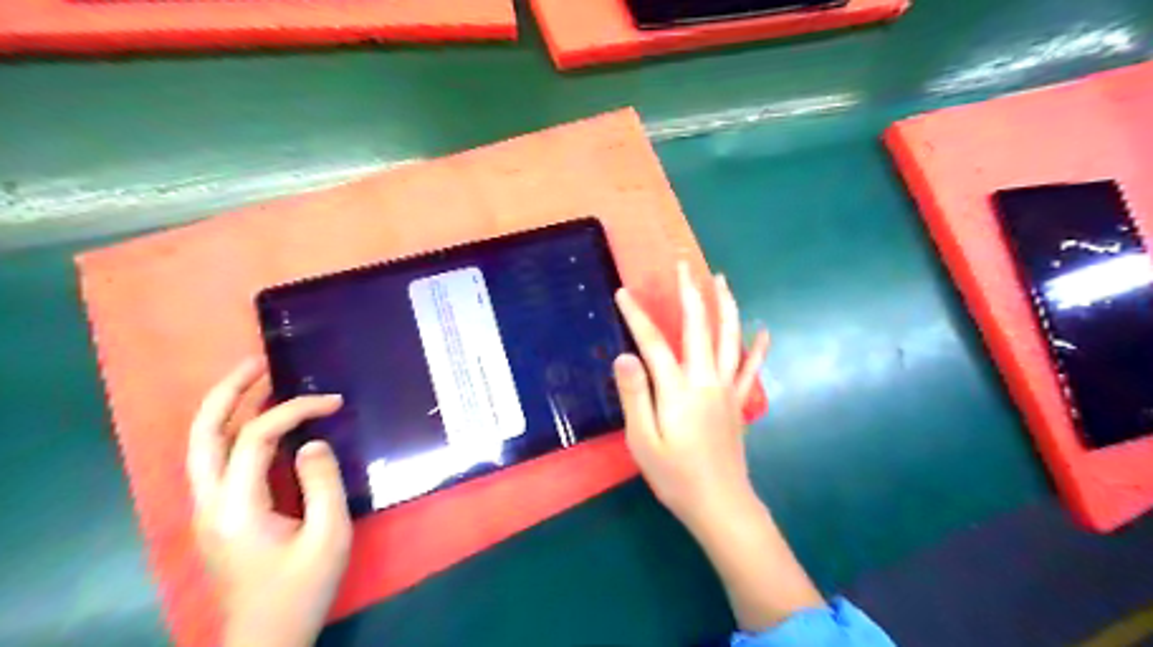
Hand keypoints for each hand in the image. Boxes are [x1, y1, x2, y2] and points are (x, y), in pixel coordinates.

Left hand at [186, 359, 352, 646]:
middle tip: (258, 362)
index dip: (294, 410)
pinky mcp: (217, 514)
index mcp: (235, 507)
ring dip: (226, 407)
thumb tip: (312, 441)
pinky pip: (218, 459)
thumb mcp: (328, 536)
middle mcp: (209, 502)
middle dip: (228, 392)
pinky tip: (258, 420)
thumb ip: (322, 483)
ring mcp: (207, 509)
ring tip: (256, 379)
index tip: (332, 402)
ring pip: (202, 445)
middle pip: (203, 434)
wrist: (267, 636)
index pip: (255, 438)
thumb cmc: (301, 588)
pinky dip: (234, 430)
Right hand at [617, 263, 824, 631]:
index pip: (654, 343)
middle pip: (699, 328)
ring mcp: (727, 389)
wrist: (721, 504)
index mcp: (678, 390)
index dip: (637, 316)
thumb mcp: (643, 441)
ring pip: (730, 338)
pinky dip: (758, 348)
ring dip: (726, 306)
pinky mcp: (738, 402)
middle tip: (684, 264)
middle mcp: (706, 380)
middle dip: (690, 293)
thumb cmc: (675, 476)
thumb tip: (625, 356)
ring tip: (722, 280)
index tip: (624, 292)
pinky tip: (764, 331)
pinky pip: (751, 369)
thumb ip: (635, 396)